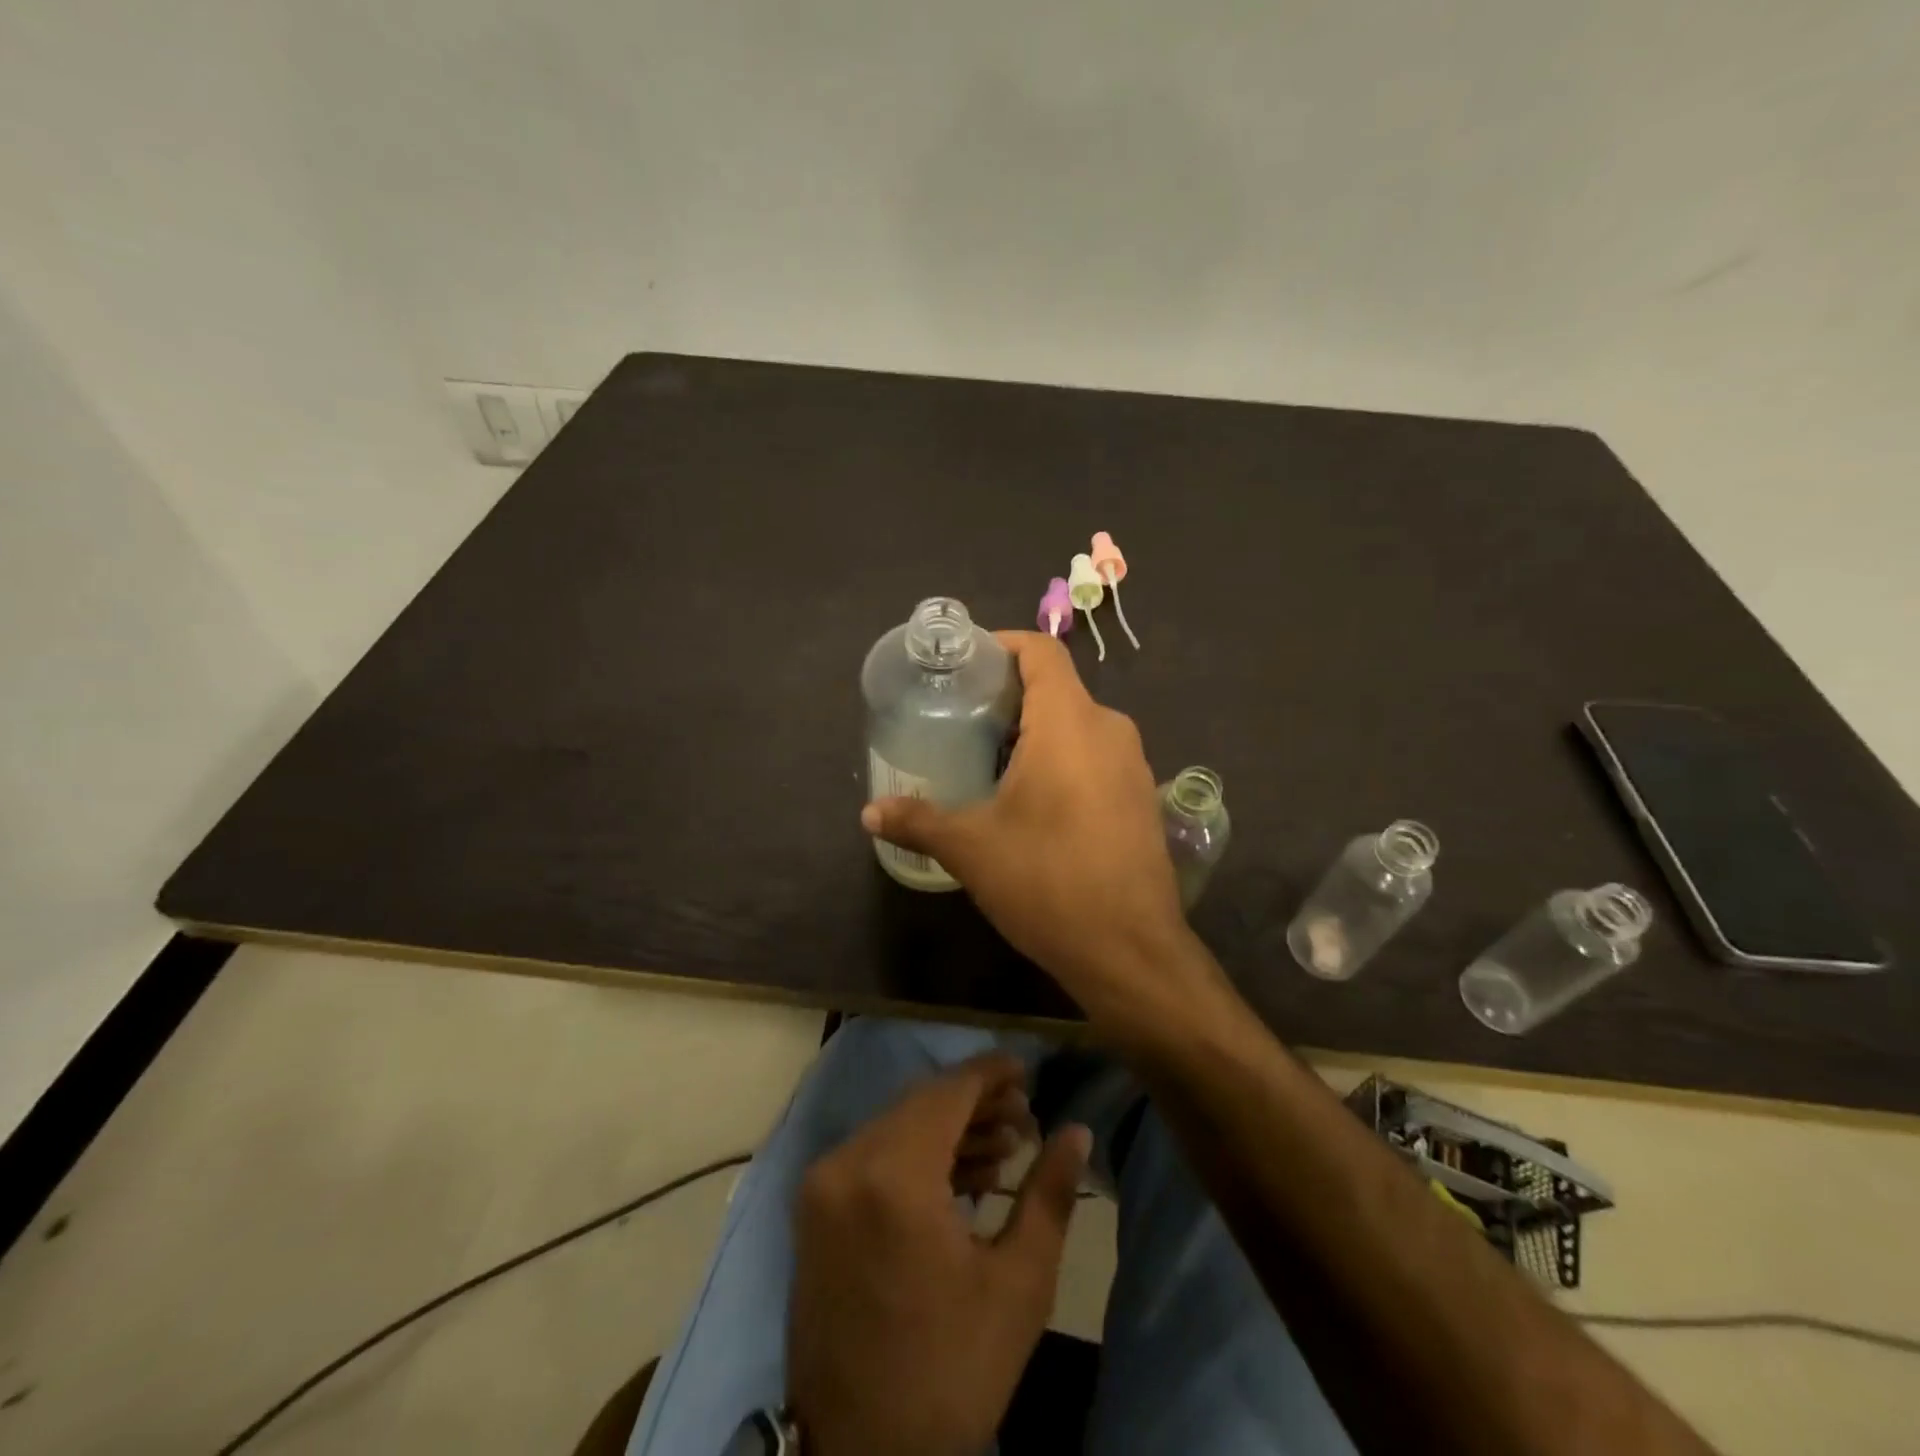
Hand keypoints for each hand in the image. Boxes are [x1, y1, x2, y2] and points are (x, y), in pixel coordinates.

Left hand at [787, 1055, 1090, 1455]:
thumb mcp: (1018, 1285)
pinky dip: (916, 1154)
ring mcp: (823, 1186)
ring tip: (1004, 1146)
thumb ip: (1049, 1195)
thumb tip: (1077, 1131)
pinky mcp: (815, 1208)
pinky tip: (963, 1174)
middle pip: (920, 1104)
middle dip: (975, 1102)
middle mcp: (847, 1164)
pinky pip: (874, 1156)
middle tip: (1025, 1115)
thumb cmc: (950, 1372)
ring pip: (896, 1126)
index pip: (947, 1092)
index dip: (990, 1073)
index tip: (1026, 1067)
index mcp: (893, 1177)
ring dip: (948, 1128)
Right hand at [861, 630, 1206, 1021]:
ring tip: (990, 761)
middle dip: (1010, 697)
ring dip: (1036, 733)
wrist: (1130, 950)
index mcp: (1069, 722)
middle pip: (1057, 689)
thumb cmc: (1047, 881)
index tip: (966, 664)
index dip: (1003, 645)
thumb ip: (918, 821)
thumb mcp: (971, 848)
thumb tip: (868, 813)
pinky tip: (1033, 802)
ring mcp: (1133, 765)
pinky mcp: (1141, 799)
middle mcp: (1109, 730)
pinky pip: (1097, 758)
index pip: (1041, 652)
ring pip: (1078, 726)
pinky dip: (1063, 761)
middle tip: (963, 721)